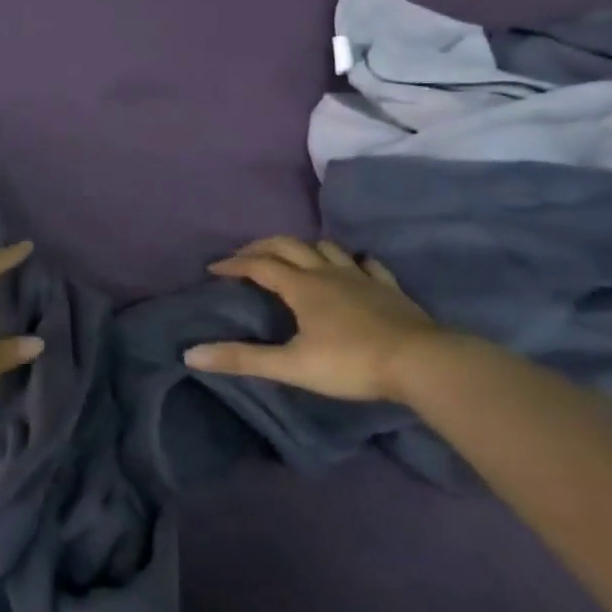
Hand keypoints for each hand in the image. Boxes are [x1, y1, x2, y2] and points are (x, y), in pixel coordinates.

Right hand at [184, 236, 442, 401]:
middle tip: (244, 256)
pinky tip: (353, 267)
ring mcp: (361, 277)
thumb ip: (242, 358)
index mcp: (301, 287)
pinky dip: (352, 261)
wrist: (421, 363)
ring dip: (304, 248)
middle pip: (288, 246)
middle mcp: (327, 272)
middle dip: (261, 247)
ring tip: (293, 259)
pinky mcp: (389, 289)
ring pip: (326, 249)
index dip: (234, 264)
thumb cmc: (351, 363)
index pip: (259, 265)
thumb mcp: (291, 365)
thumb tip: (190, 354)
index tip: (214, 268)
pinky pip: (367, 264)